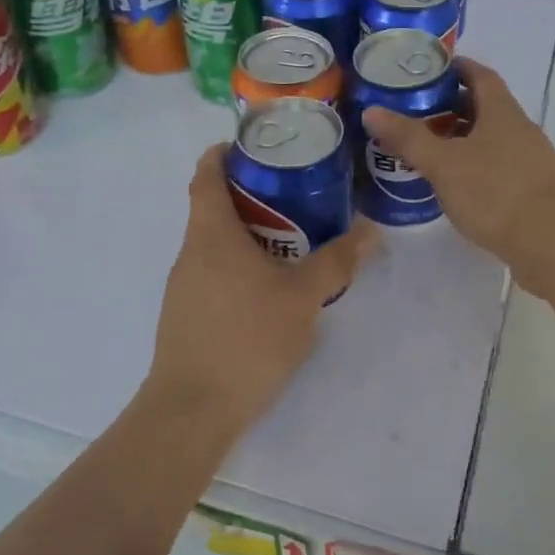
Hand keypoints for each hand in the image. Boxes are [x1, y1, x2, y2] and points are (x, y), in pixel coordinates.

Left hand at [144, 144, 379, 437]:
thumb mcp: (302, 298)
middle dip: (251, 195)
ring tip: (292, 239)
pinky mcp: (186, 315)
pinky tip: (269, 289)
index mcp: (211, 234)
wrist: (193, 409)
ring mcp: (183, 286)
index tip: (252, 146)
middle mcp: (190, 252)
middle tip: (294, 194)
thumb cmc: (247, 339)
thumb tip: (371, 231)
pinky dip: (239, 265)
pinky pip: (213, 273)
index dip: (223, 153)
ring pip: (215, 244)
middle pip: (213, 207)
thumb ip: (336, 262)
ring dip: (248, 234)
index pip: (206, 175)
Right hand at [362, 56, 554, 296]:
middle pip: (483, 108)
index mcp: (502, 112)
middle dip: (449, 107)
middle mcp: (519, 130)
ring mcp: (528, 162)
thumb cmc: (496, 193)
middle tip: (412, 114)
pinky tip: (451, 185)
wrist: (554, 244)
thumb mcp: (444, 163)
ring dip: (459, 140)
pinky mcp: (530, 191)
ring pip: (488, 140)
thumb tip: (371, 110)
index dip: (456, 68)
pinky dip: (471, 167)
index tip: (427, 70)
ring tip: (425, 151)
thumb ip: (408, 137)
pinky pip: (495, 167)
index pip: (479, 76)